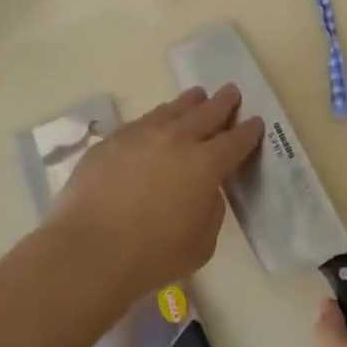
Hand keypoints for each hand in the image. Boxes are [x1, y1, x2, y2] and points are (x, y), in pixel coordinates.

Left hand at [48, 85, 263, 301]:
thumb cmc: (153, 255)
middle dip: (222, 102)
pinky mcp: (110, 142)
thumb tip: (204, 190)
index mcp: (205, 164)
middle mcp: (176, 140)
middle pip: (206, 113)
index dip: (248, 131)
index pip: (235, 141)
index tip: (255, 121)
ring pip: (171, 110)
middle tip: (231, 91)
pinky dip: (155, 119)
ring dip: (188, 102)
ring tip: (196, 95)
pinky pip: (140, 123)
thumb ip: (210, 209)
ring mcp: (140, 136)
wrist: (90, 250)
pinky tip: (155, 122)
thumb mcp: (202, 242)